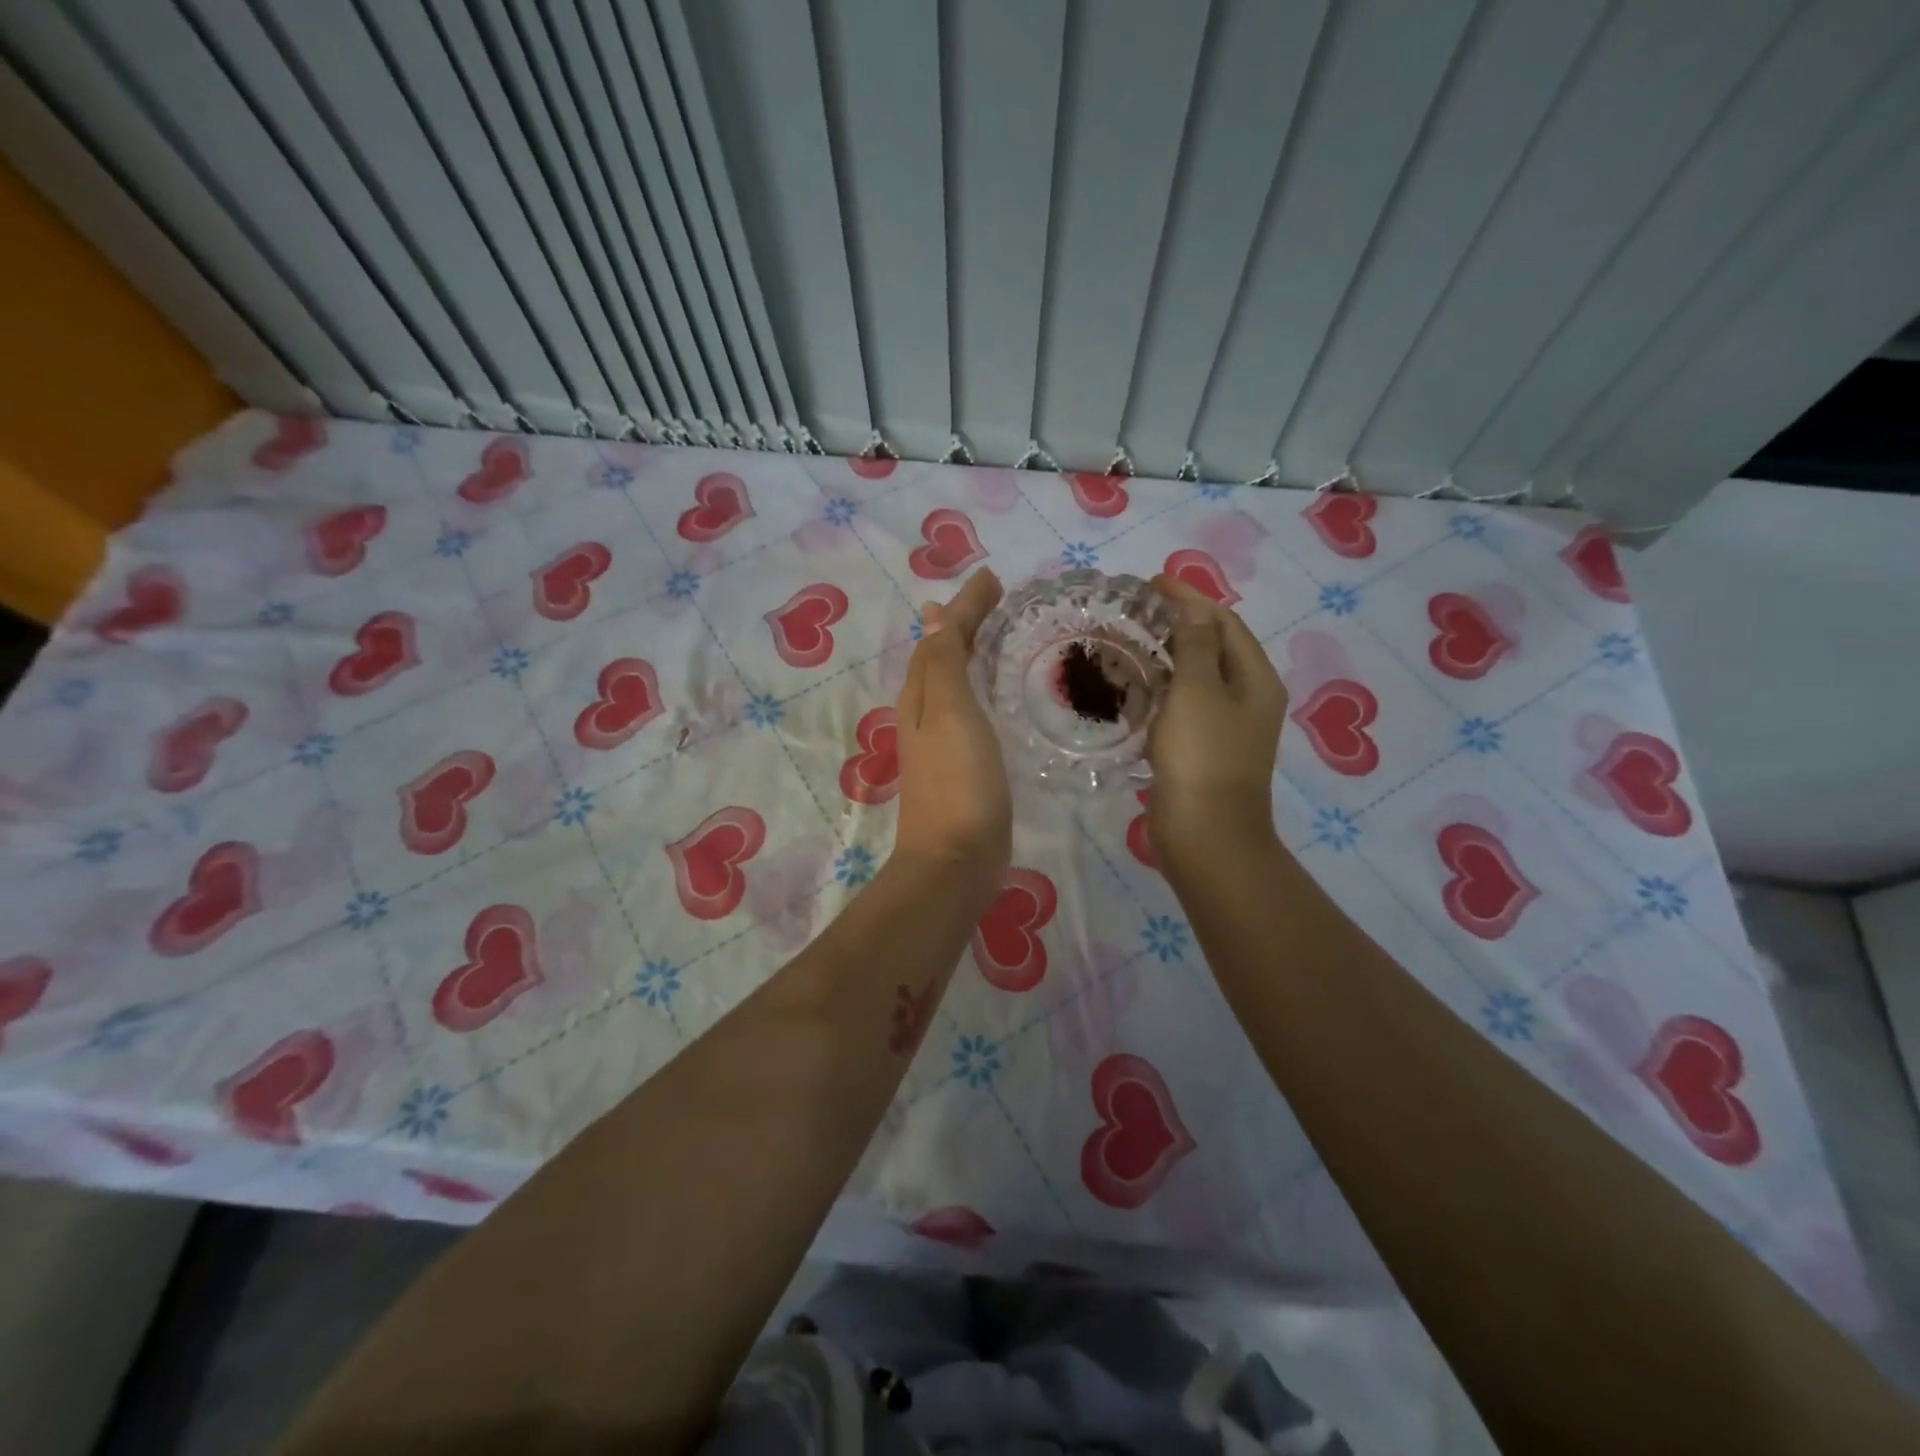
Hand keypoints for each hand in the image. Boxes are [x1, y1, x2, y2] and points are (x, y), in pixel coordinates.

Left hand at [892, 569, 1011, 890]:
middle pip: (943, 656)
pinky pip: (970, 710)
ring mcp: (941, 743)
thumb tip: (932, 612)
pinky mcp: (962, 767)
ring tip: (998, 635)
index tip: (994, 577)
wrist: (955, 861)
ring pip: (954, 683)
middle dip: (966, 624)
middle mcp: (924, 714)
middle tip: (999, 600)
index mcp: (920, 696)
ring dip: (972, 654)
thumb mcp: (949, 712)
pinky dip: (981, 689)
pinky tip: (998, 696)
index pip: (941, 636)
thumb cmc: (957, 782)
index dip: (965, 606)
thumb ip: (943, 662)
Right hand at [1146, 574, 1287, 870]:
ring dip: (1169, 655)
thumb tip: (1194, 610)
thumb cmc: (1203, 756)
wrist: (1206, 832)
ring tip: (1134, 639)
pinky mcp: (1203, 749)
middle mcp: (1248, 698)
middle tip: (1140, 608)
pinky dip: (1164, 688)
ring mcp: (1227, 726)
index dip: (1192, 599)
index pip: (1225, 623)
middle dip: (1181, 623)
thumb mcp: (1198, 691)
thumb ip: (1195, 645)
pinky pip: (1185, 705)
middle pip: (1215, 647)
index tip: (1154, 582)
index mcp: (1256, 679)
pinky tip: (1137, 686)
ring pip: (1198, 677)